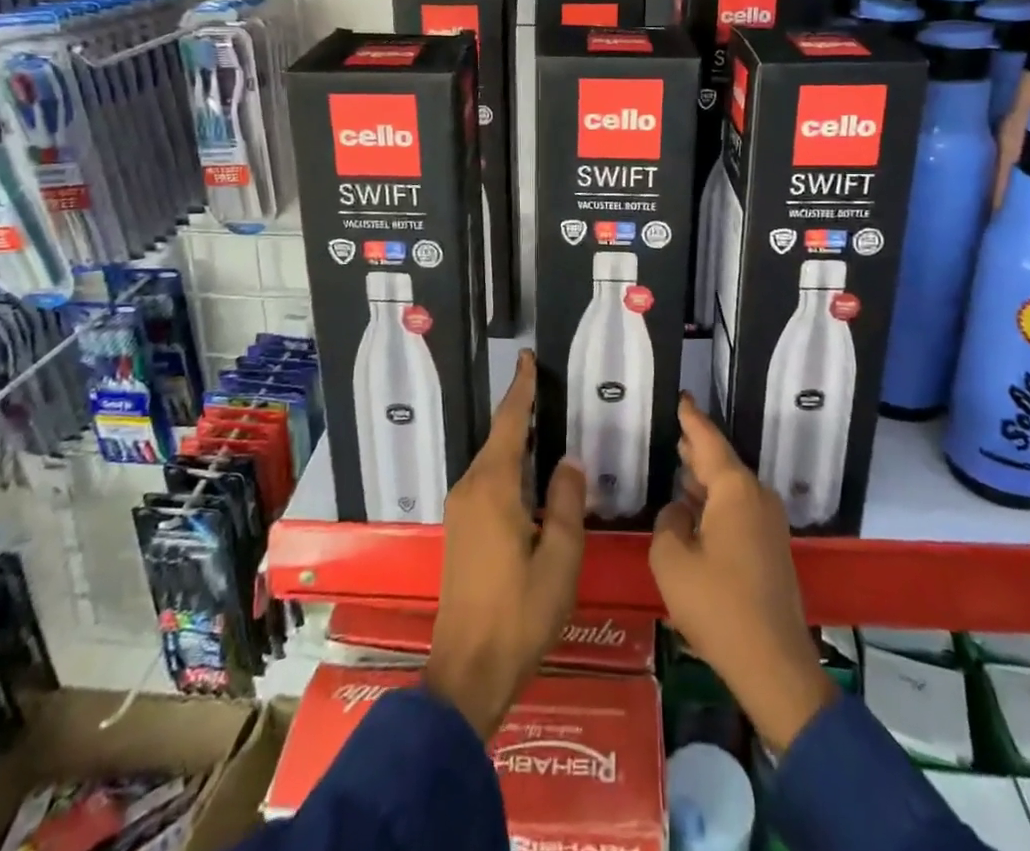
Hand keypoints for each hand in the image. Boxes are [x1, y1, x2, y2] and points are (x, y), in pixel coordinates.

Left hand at [425, 350, 586, 739]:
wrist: (468, 670)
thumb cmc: (520, 613)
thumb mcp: (560, 558)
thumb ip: (565, 502)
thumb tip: (568, 461)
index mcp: (494, 487)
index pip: (510, 424)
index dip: (520, 389)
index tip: (527, 359)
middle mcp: (471, 488)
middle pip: (498, 438)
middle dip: (520, 411)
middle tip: (547, 388)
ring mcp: (461, 509)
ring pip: (492, 460)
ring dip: (515, 440)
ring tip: (544, 423)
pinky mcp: (460, 528)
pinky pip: (487, 480)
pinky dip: (508, 464)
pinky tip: (528, 472)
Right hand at [651, 395, 833, 753]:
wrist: (774, 665)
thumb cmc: (718, 606)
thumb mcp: (672, 561)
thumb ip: (668, 522)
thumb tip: (679, 510)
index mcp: (735, 489)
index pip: (708, 440)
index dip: (692, 419)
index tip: (682, 396)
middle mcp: (757, 496)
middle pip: (722, 462)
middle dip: (697, 448)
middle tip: (673, 432)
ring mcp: (769, 523)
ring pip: (731, 487)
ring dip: (705, 479)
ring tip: (679, 465)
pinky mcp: (771, 547)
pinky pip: (738, 509)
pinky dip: (716, 503)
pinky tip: (695, 510)